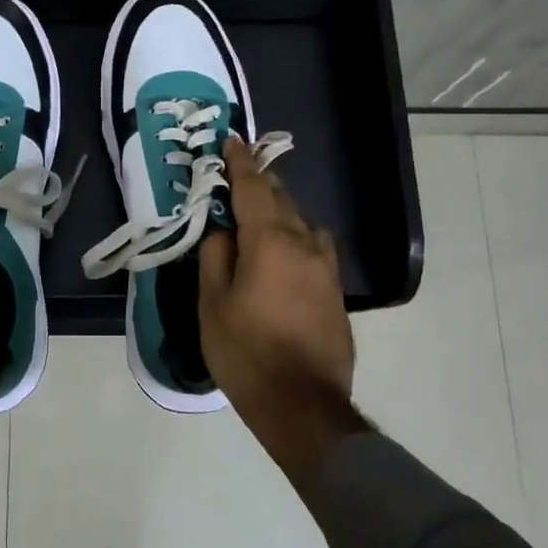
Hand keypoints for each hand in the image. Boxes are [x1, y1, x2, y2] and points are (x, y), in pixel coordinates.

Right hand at [199, 137, 370, 486]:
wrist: (303, 406)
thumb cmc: (246, 353)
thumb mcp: (212, 304)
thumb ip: (215, 257)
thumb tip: (222, 230)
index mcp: (270, 242)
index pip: (254, 188)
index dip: (241, 163)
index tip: (232, 141)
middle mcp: (305, 245)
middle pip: (281, 200)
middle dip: (259, 183)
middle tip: (238, 174)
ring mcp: (326, 268)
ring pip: (301, 222)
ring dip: (279, 210)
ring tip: (258, 214)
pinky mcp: (335, 290)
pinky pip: (314, 246)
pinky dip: (295, 235)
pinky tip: (283, 250)